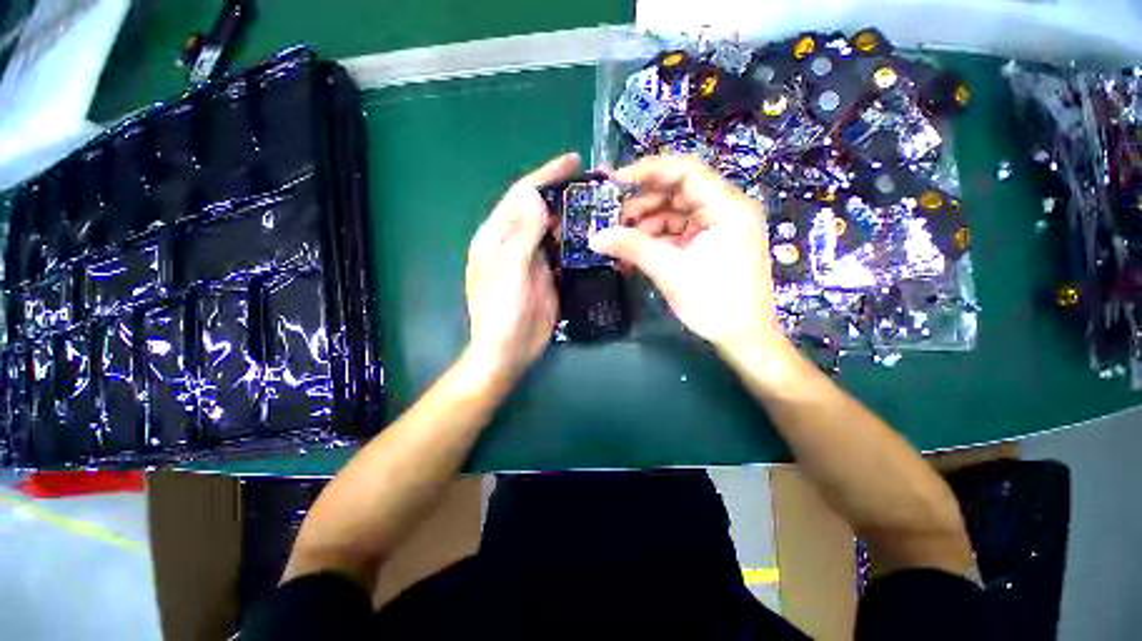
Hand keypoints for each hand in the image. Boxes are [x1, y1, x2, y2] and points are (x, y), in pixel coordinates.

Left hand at [464, 152, 579, 385]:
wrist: (508, 351)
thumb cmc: (503, 313)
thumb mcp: (511, 273)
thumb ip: (522, 235)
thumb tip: (536, 198)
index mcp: (496, 237)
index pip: (521, 196)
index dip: (546, 176)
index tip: (573, 160)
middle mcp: (512, 242)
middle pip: (538, 208)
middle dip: (562, 193)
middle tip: (594, 184)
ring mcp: (531, 259)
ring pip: (551, 228)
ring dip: (571, 215)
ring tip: (598, 205)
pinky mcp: (546, 274)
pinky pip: (561, 250)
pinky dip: (575, 240)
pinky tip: (593, 236)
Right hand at [591, 154, 786, 355]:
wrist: (743, 339)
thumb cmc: (714, 303)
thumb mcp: (670, 271)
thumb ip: (632, 247)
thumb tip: (594, 237)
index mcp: (728, 207)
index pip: (686, 171)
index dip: (648, 171)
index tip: (615, 182)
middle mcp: (727, 210)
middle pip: (679, 191)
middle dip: (644, 203)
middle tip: (615, 218)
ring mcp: (720, 228)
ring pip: (677, 212)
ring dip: (648, 222)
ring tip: (623, 238)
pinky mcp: (712, 244)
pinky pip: (680, 231)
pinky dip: (658, 238)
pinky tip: (637, 249)